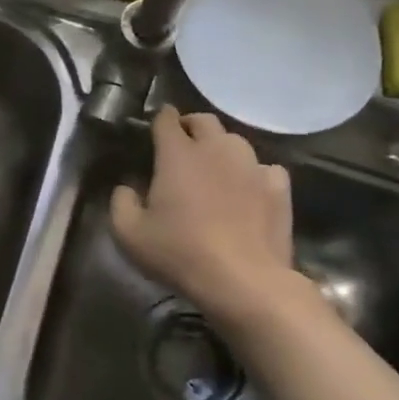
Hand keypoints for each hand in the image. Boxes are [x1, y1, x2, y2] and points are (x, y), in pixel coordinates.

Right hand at [111, 108, 318, 337]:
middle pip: (204, 120)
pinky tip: (249, 190)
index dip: (160, 120)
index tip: (155, 130)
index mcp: (177, 154)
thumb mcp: (129, 233)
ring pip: (235, 141)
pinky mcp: (278, 187)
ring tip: (215, 169)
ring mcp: (251, 166)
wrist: (243, 281)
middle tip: (182, 148)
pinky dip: (254, 174)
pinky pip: (265, 168)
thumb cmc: (180, 252)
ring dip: (221, 148)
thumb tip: (126, 188)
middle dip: (191, 126)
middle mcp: (215, 149)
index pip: (166, 118)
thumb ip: (120, 202)